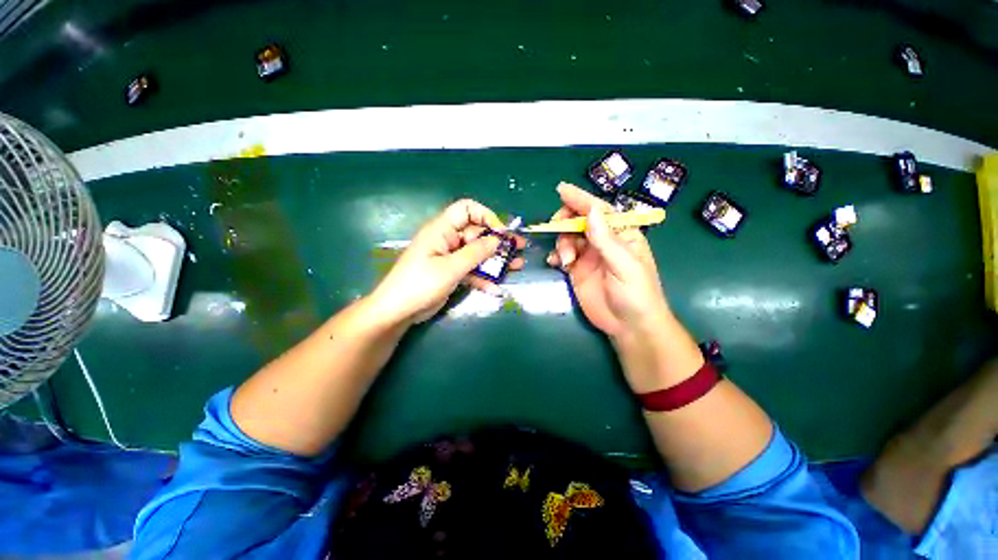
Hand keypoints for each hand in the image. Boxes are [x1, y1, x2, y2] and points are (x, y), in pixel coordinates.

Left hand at [371, 199, 524, 324]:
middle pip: (477, 234)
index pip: (466, 209)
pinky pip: (472, 270)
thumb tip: (497, 239)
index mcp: (442, 230)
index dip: (485, 216)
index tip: (500, 232)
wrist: (398, 311)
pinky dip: (484, 278)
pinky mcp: (452, 273)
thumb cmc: (420, 284)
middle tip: (519, 247)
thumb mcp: (451, 268)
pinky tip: (497, 288)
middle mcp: (447, 240)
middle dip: (498, 241)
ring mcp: (450, 257)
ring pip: (478, 253)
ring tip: (518, 265)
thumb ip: (475, 253)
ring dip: (496, 260)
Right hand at [546, 183, 671, 339]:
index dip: (580, 199)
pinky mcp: (577, 270)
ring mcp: (589, 256)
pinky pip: (562, 255)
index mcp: (621, 234)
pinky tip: (556, 264)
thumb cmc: (636, 294)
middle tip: (558, 229)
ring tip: (565, 261)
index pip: (599, 210)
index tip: (562, 190)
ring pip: (568, 237)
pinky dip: (556, 256)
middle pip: (579, 220)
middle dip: (566, 222)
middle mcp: (603, 241)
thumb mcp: (624, 265)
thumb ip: (606, 239)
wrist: (629, 327)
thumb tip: (591, 210)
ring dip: (561, 243)